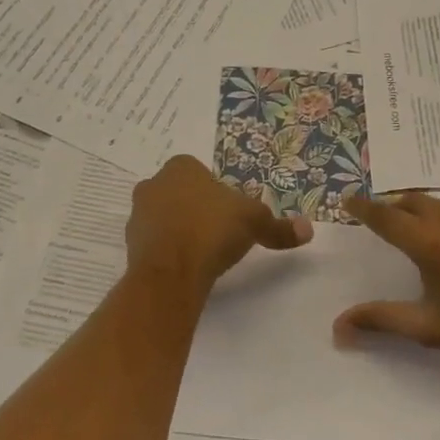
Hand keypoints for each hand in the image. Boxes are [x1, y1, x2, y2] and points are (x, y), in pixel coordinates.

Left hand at [126, 156, 312, 292]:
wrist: (170, 272)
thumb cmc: (211, 230)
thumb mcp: (254, 222)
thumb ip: (278, 226)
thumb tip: (308, 229)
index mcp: (180, 167)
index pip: (198, 171)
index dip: (215, 191)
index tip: (229, 212)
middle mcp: (153, 184)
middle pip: (179, 193)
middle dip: (196, 209)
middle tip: (218, 232)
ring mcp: (138, 216)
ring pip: (164, 218)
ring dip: (180, 231)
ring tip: (204, 253)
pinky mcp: (130, 246)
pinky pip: (156, 244)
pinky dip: (170, 252)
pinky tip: (188, 267)